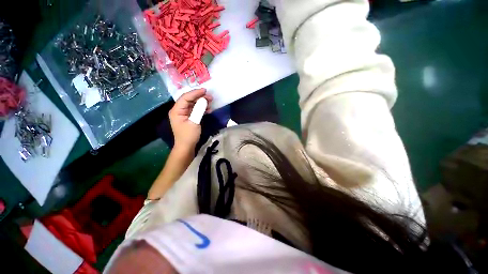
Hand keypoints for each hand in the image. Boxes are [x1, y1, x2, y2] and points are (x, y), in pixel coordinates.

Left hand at [169, 89, 211, 150]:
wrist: (186, 146)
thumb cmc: (189, 135)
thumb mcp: (194, 122)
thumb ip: (199, 110)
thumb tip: (204, 100)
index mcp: (176, 110)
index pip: (185, 97)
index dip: (195, 93)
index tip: (205, 90)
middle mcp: (179, 110)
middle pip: (189, 100)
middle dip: (200, 97)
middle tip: (210, 97)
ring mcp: (184, 114)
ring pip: (193, 104)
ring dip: (202, 103)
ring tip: (211, 102)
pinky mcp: (189, 117)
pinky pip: (195, 110)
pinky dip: (202, 109)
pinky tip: (208, 110)